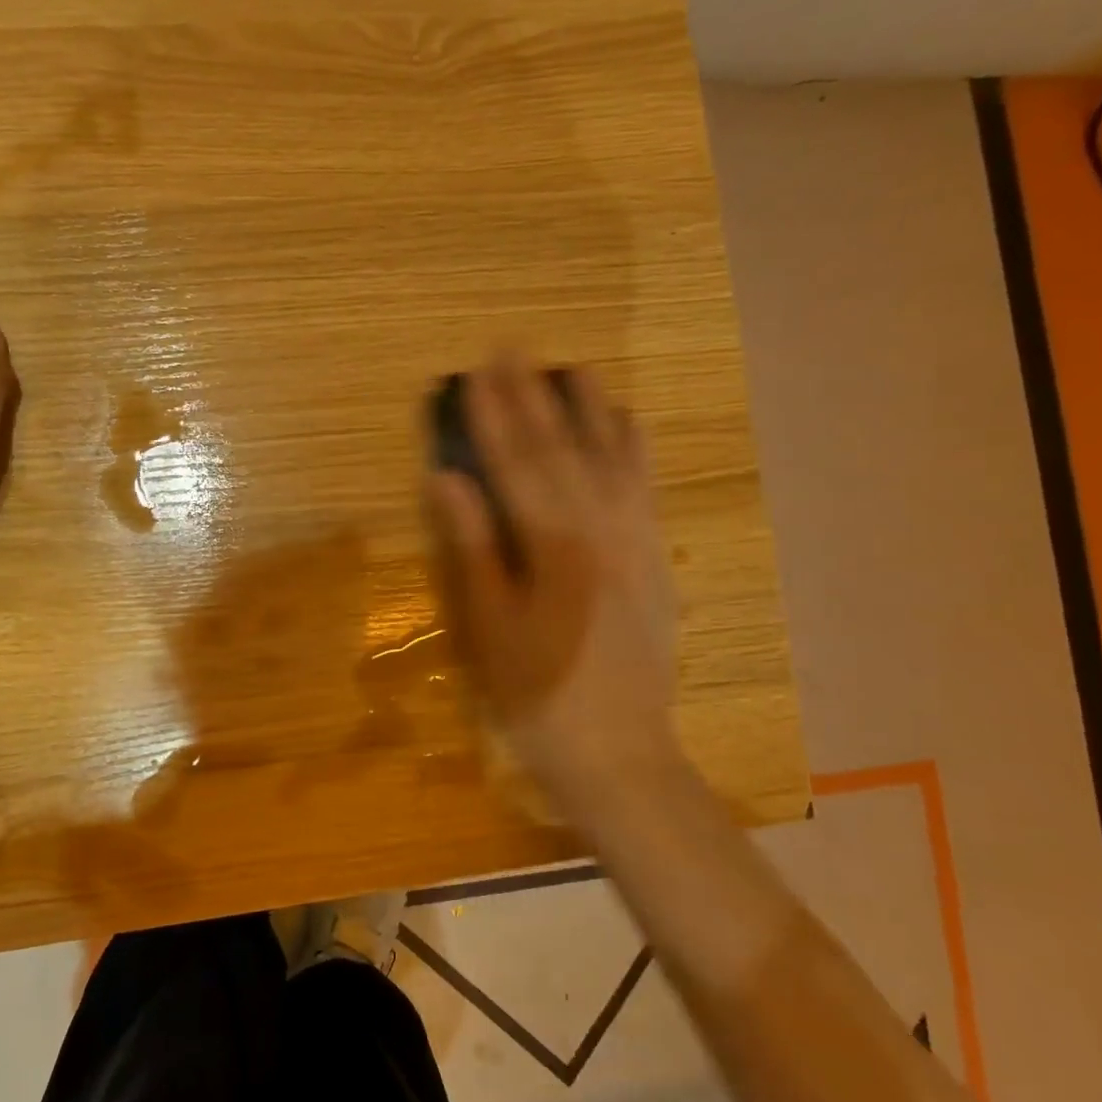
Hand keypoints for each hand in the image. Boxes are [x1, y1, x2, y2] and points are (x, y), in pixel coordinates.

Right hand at [425, 353, 683, 807]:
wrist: (620, 753)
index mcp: (553, 543)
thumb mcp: (491, 624)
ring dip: (589, 410)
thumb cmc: (538, 695)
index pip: (515, 462)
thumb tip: (446, 477)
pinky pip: (646, 487)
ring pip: (612, 458)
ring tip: (574, 368)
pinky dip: (635, 449)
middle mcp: (601, 527)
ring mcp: (636, 540)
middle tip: (514, 348)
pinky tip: (630, 425)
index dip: (493, 413)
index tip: (476, 369)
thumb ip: (474, 544)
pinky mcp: (655, 558)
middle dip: (533, 397)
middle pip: (560, 449)